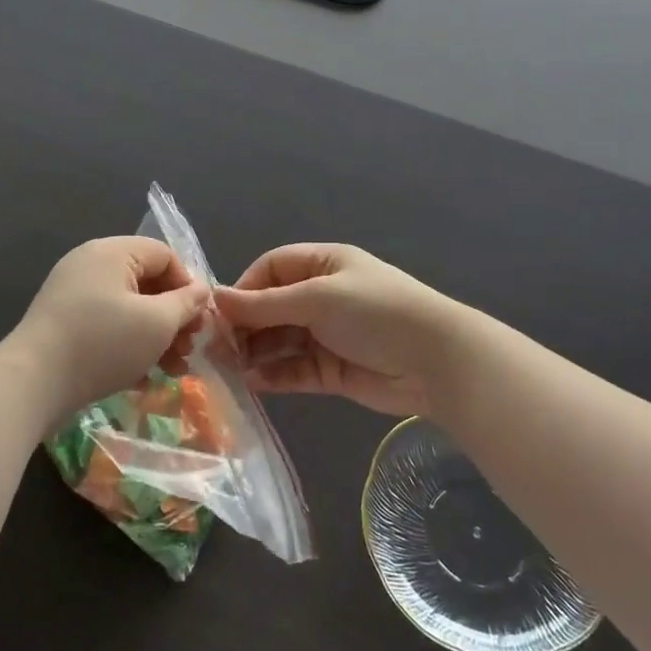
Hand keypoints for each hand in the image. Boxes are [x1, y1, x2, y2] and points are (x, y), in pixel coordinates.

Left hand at [7, 237, 210, 423]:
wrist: (33, 383)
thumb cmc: (103, 343)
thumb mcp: (156, 323)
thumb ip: (186, 303)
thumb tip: (201, 290)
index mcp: (112, 252)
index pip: (165, 255)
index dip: (188, 285)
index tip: (198, 321)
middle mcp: (90, 264)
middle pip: (147, 282)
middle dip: (174, 317)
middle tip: (188, 349)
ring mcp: (73, 294)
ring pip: (129, 309)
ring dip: (156, 337)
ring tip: (173, 370)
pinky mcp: (63, 324)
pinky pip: (107, 326)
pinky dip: (129, 346)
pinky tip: (143, 378)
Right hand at [215, 244, 462, 419]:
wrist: (436, 361)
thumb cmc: (375, 312)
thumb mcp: (317, 298)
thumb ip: (265, 304)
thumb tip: (216, 298)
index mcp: (322, 266)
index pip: (271, 269)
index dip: (245, 288)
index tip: (220, 313)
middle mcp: (321, 297)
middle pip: (271, 308)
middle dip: (244, 326)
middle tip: (215, 349)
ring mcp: (326, 335)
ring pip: (278, 341)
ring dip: (254, 353)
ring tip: (227, 369)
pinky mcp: (331, 370)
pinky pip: (293, 370)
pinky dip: (273, 376)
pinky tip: (252, 384)